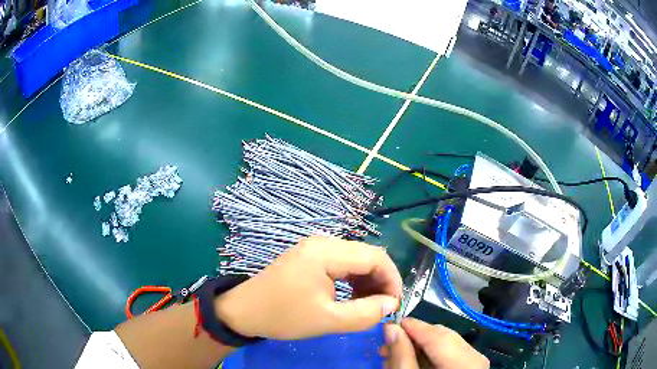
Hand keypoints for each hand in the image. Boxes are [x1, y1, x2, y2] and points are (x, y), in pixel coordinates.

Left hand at [214, 236, 402, 339]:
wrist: (243, 311)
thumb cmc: (282, 315)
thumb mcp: (327, 320)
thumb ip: (365, 313)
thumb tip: (390, 304)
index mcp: (326, 252)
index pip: (375, 257)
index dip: (392, 279)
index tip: (395, 304)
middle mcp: (323, 242)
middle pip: (366, 256)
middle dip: (381, 281)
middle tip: (384, 308)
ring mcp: (314, 248)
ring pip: (355, 260)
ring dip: (368, 281)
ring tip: (370, 305)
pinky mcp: (309, 257)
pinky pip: (341, 264)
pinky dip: (353, 280)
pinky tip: (352, 297)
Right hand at [382, 318, 488, 368]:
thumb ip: (401, 356)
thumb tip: (391, 329)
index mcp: (464, 364)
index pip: (438, 336)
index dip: (413, 327)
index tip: (389, 323)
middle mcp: (475, 359)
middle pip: (444, 337)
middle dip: (414, 337)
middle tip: (387, 342)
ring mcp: (475, 363)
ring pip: (446, 343)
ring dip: (419, 346)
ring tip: (394, 353)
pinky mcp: (470, 367)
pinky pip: (450, 353)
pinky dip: (429, 355)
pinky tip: (411, 360)